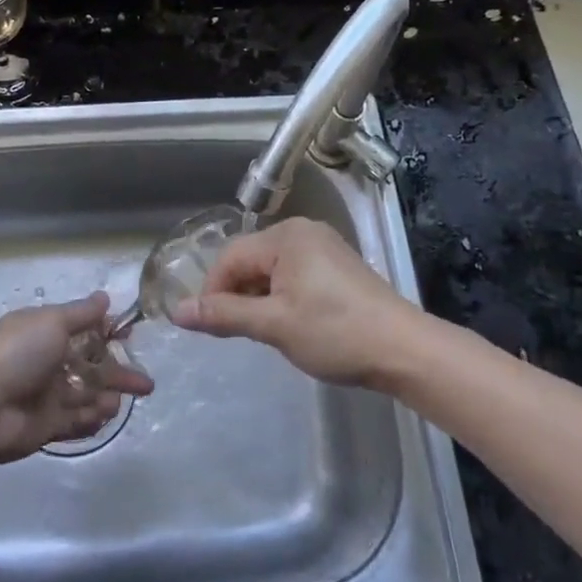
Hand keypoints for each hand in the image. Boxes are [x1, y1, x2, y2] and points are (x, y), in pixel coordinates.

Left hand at [0, 294, 154, 463]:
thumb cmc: (17, 354)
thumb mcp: (52, 322)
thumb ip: (81, 313)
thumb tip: (105, 297)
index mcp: (43, 331)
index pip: (83, 329)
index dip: (107, 332)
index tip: (130, 335)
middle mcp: (46, 361)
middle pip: (90, 365)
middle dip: (117, 372)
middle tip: (145, 383)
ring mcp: (46, 395)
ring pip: (86, 394)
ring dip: (107, 396)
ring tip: (119, 401)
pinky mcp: (46, 425)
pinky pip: (76, 421)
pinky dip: (93, 418)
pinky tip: (106, 414)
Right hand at [173, 217, 417, 387]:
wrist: (404, 350)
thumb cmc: (335, 332)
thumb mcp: (274, 325)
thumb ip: (224, 315)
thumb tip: (177, 311)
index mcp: (286, 236)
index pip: (230, 257)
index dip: (212, 291)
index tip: (208, 327)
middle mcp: (302, 231)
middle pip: (249, 259)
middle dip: (236, 294)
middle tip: (236, 333)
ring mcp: (322, 246)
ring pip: (270, 268)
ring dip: (258, 297)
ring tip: (263, 331)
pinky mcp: (336, 264)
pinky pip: (292, 273)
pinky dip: (280, 295)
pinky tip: (288, 322)